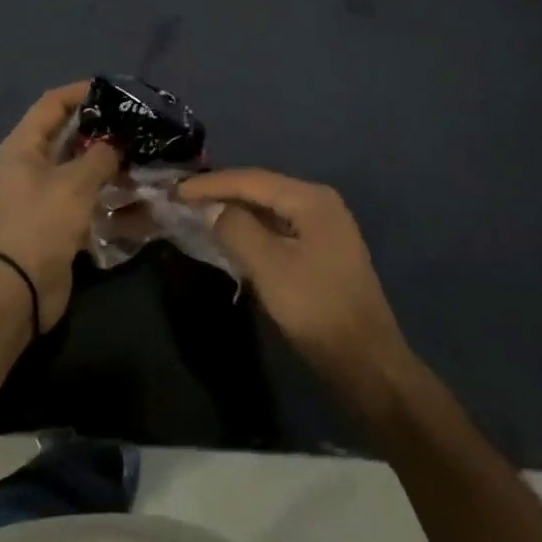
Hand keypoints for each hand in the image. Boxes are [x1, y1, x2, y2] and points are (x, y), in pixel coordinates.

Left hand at [0, 82, 120, 329]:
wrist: (18, 291)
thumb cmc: (41, 223)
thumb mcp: (74, 183)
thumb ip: (100, 156)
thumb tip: (116, 144)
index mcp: (23, 147)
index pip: (52, 104)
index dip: (81, 92)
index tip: (115, 90)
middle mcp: (30, 166)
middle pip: (69, 136)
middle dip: (103, 131)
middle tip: (137, 126)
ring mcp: (44, 196)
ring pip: (82, 170)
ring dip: (111, 166)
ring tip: (145, 159)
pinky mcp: (58, 223)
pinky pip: (89, 201)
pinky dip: (111, 199)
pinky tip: (140, 200)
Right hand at [179, 169, 412, 397]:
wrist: (366, 362)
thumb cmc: (316, 309)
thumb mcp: (269, 266)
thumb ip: (237, 229)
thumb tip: (216, 210)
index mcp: (311, 199)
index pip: (251, 179)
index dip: (210, 183)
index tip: (175, 190)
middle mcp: (320, 203)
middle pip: (261, 188)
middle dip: (222, 192)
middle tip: (183, 199)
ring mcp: (324, 228)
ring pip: (269, 209)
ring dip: (235, 211)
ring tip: (199, 212)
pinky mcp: (322, 252)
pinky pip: (278, 228)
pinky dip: (252, 229)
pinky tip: (231, 237)